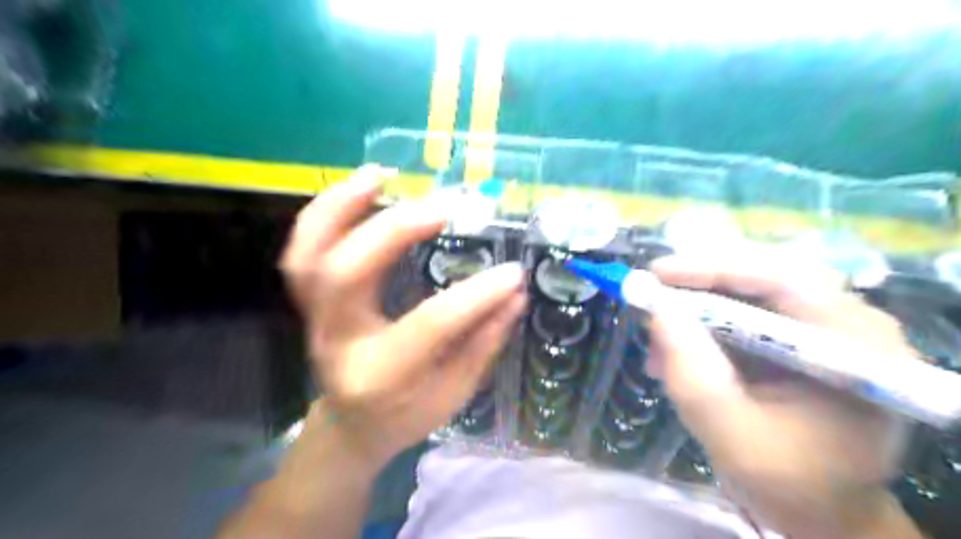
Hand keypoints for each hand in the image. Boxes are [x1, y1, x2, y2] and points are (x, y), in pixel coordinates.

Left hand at [280, 166, 524, 468]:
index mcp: (380, 376)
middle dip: (395, 231)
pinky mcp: (310, 303)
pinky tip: (360, 189)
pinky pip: (304, 251)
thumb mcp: (453, 395)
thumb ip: (483, 344)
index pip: (429, 326)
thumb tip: (514, 295)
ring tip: (380, 176)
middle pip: (347, 275)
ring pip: (309, 255)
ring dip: (342, 208)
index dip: (475, 296)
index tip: (512, 271)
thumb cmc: (406, 415)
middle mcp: (338, 342)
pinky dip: (326, 213)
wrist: (351, 426)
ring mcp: (315, 319)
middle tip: (442, 209)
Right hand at [649, 250, 917, 538]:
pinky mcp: (796, 337)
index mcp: (856, 348)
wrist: (822, 509)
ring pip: (745, 297)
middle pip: (761, 280)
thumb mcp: (734, 436)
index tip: (656, 274)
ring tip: (657, 348)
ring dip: (694, 315)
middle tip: (650, 305)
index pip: (784, 281)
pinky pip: (742, 317)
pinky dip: (702, 331)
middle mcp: (847, 324)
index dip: (714, 270)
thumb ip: (694, 376)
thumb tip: (656, 312)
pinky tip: (675, 356)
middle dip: (697, 294)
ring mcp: (823, 328)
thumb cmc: (791, 484)